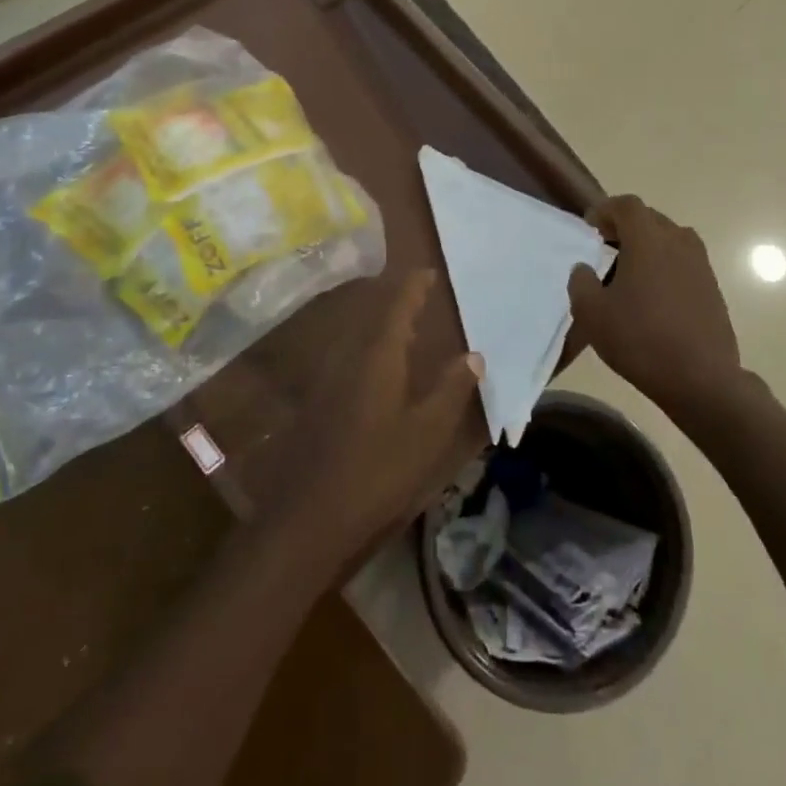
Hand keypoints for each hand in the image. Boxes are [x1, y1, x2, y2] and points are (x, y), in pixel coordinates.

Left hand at [286, 270, 481, 553]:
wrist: (311, 513)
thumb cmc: (377, 468)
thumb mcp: (427, 431)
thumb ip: (451, 390)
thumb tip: (474, 355)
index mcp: (378, 356)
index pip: (398, 307)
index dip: (413, 287)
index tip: (428, 272)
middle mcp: (349, 357)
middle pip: (375, 317)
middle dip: (398, 304)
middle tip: (422, 298)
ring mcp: (328, 379)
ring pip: (360, 339)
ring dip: (383, 328)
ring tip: (407, 329)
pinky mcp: (318, 401)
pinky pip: (350, 359)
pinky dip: (371, 352)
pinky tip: (380, 371)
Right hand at [567, 195, 741, 412]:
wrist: (701, 379)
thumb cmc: (640, 339)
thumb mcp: (592, 314)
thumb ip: (581, 282)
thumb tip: (584, 268)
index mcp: (648, 240)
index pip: (626, 205)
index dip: (605, 210)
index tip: (590, 227)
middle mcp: (678, 242)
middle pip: (650, 218)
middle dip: (625, 226)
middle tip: (605, 247)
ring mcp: (700, 264)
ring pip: (670, 239)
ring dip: (648, 246)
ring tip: (629, 271)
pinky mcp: (712, 287)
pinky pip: (683, 262)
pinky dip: (665, 265)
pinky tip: (652, 295)